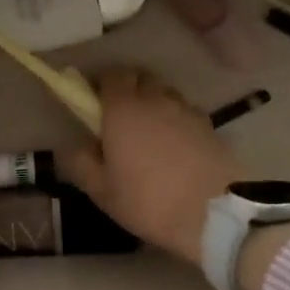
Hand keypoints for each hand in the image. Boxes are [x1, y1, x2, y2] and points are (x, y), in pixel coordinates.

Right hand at [61, 69, 236, 266]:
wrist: (215, 215)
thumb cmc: (149, 201)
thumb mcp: (102, 191)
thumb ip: (81, 163)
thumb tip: (73, 146)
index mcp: (123, 108)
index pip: (111, 75)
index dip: (102, 85)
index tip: (95, 104)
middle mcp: (155, 99)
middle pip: (141, 78)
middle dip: (130, 89)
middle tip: (121, 118)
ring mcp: (186, 110)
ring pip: (165, 94)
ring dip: (155, 104)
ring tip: (152, 134)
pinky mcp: (210, 126)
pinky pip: (186, 113)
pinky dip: (177, 121)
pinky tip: (177, 148)